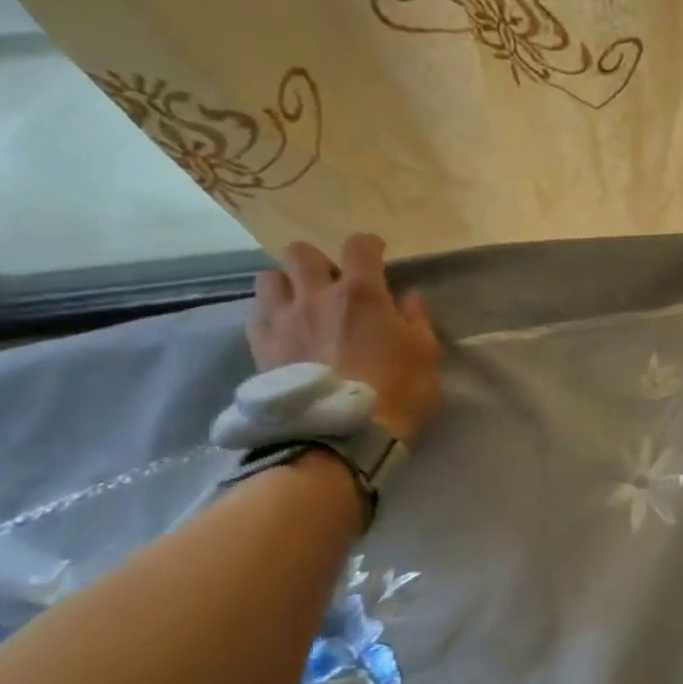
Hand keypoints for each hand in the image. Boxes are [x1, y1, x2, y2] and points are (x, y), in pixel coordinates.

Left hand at [248, 235, 442, 442]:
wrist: (343, 436)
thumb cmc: (396, 394)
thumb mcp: (426, 357)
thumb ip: (417, 321)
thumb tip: (408, 298)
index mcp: (362, 293)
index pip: (360, 246)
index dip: (369, 246)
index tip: (377, 256)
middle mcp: (316, 295)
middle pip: (302, 253)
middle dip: (318, 263)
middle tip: (331, 287)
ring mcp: (282, 319)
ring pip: (269, 277)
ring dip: (286, 285)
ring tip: (300, 306)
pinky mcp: (260, 347)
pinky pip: (256, 314)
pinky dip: (270, 316)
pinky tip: (284, 333)